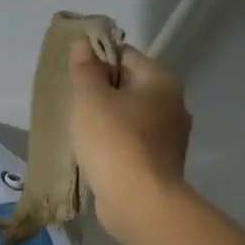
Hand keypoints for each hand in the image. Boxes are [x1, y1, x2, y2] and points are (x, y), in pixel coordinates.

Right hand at [67, 38, 191, 237]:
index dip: (97, 59)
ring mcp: (170, 137)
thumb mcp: (91, 100)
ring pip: (131, 117)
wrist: (140, 202)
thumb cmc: (114, 142)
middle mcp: (173, 105)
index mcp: (161, 81)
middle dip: (101, 92)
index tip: (72, 73)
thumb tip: (83, 43)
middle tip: (71, 102)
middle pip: (130, 86)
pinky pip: (133, 143)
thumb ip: (86, 70)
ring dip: (107, 120)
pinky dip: (115, 144)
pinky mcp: (160, 164)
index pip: (126, 55)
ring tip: (78, 130)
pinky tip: (94, 154)